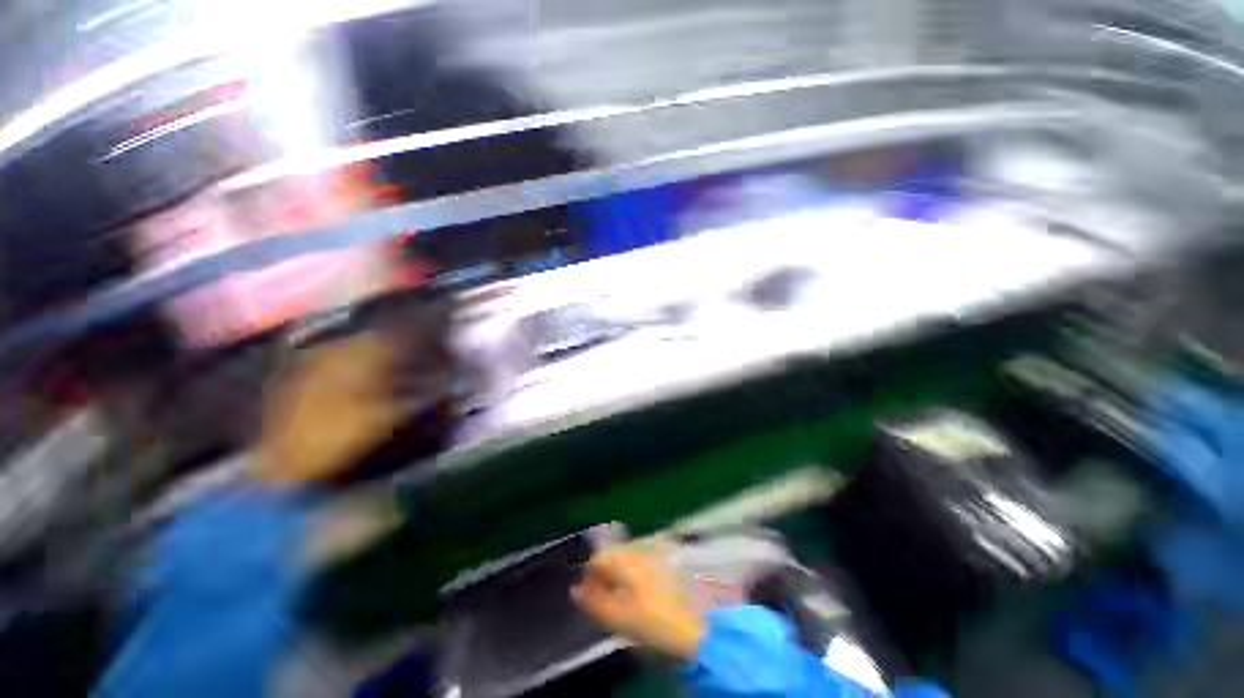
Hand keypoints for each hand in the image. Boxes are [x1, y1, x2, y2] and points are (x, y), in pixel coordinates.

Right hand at [571, 547, 704, 660]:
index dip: (590, 576)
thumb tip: (575, 590)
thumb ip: (594, 603)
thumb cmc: (656, 623)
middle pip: (614, 553)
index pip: (598, 558)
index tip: (589, 595)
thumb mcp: (619, 619)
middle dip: (606, 572)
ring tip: (625, 593)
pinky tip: (645, 587)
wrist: (700, 625)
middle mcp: (640, 547)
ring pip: (630, 553)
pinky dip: (638, 568)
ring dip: (622, 569)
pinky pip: (645, 555)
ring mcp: (657, 549)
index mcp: (626, 559)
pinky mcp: (670, 555)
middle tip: (607, 595)